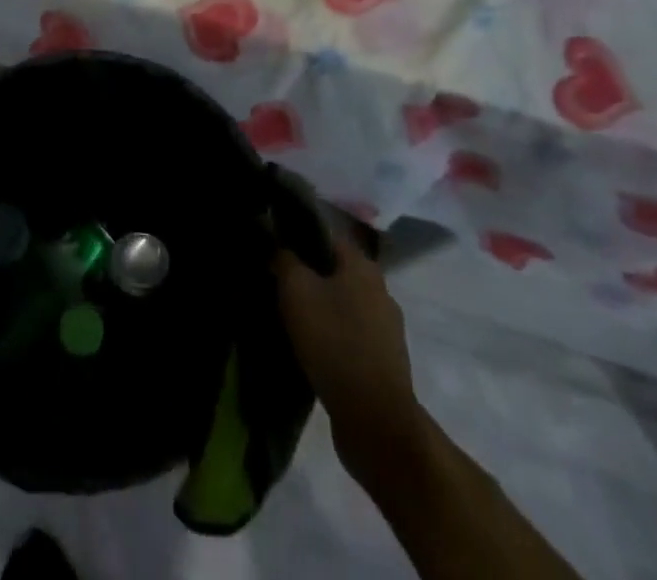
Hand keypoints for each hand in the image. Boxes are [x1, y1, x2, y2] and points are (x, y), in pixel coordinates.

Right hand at [273, 228, 426, 486]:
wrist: (375, 421)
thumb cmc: (334, 342)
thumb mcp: (296, 291)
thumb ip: (284, 259)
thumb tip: (277, 244)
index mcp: (363, 266)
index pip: (326, 234)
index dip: (297, 234)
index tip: (271, 244)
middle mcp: (380, 290)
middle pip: (334, 270)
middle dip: (306, 274)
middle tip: (274, 280)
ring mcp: (385, 329)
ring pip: (342, 304)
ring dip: (318, 307)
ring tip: (286, 316)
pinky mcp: (383, 362)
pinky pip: (349, 336)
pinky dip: (329, 336)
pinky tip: (308, 346)